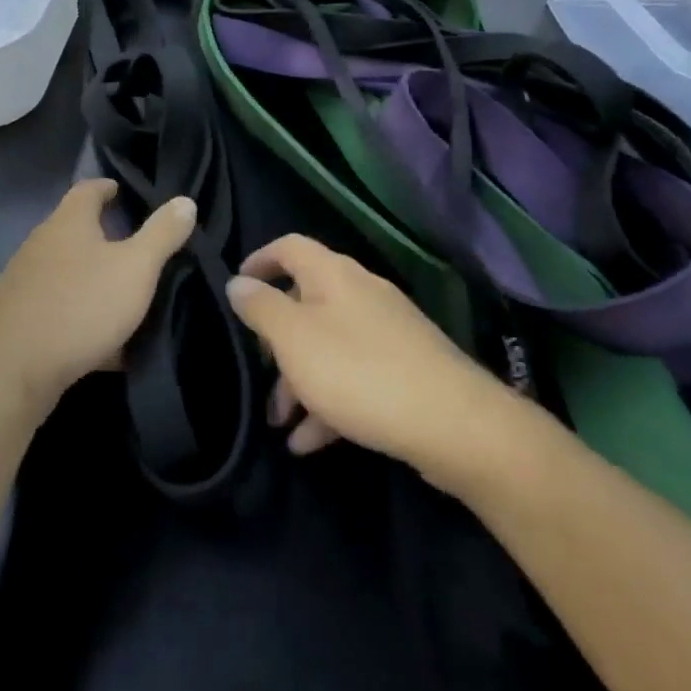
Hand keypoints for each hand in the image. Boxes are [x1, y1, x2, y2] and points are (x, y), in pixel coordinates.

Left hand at [0, 179, 195, 413]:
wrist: (12, 371)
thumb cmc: (80, 306)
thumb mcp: (136, 268)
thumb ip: (162, 234)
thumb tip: (184, 201)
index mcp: (68, 222)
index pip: (88, 190)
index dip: (107, 188)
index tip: (123, 191)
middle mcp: (41, 244)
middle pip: (75, 230)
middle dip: (104, 236)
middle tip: (137, 245)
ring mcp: (26, 283)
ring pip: (68, 273)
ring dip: (94, 279)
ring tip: (126, 293)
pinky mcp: (19, 319)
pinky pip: (60, 310)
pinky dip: (83, 318)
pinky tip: (107, 345)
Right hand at [226, 235, 506, 476]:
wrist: (453, 424)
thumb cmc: (358, 371)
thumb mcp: (294, 338)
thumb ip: (260, 308)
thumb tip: (238, 282)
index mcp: (333, 274)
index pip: (289, 247)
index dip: (260, 261)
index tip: (237, 287)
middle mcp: (361, 293)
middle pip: (306, 302)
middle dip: (276, 340)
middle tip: (259, 372)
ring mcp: (387, 331)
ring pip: (328, 345)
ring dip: (299, 381)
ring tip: (280, 424)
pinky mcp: (405, 368)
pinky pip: (354, 376)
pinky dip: (329, 402)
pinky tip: (311, 443)